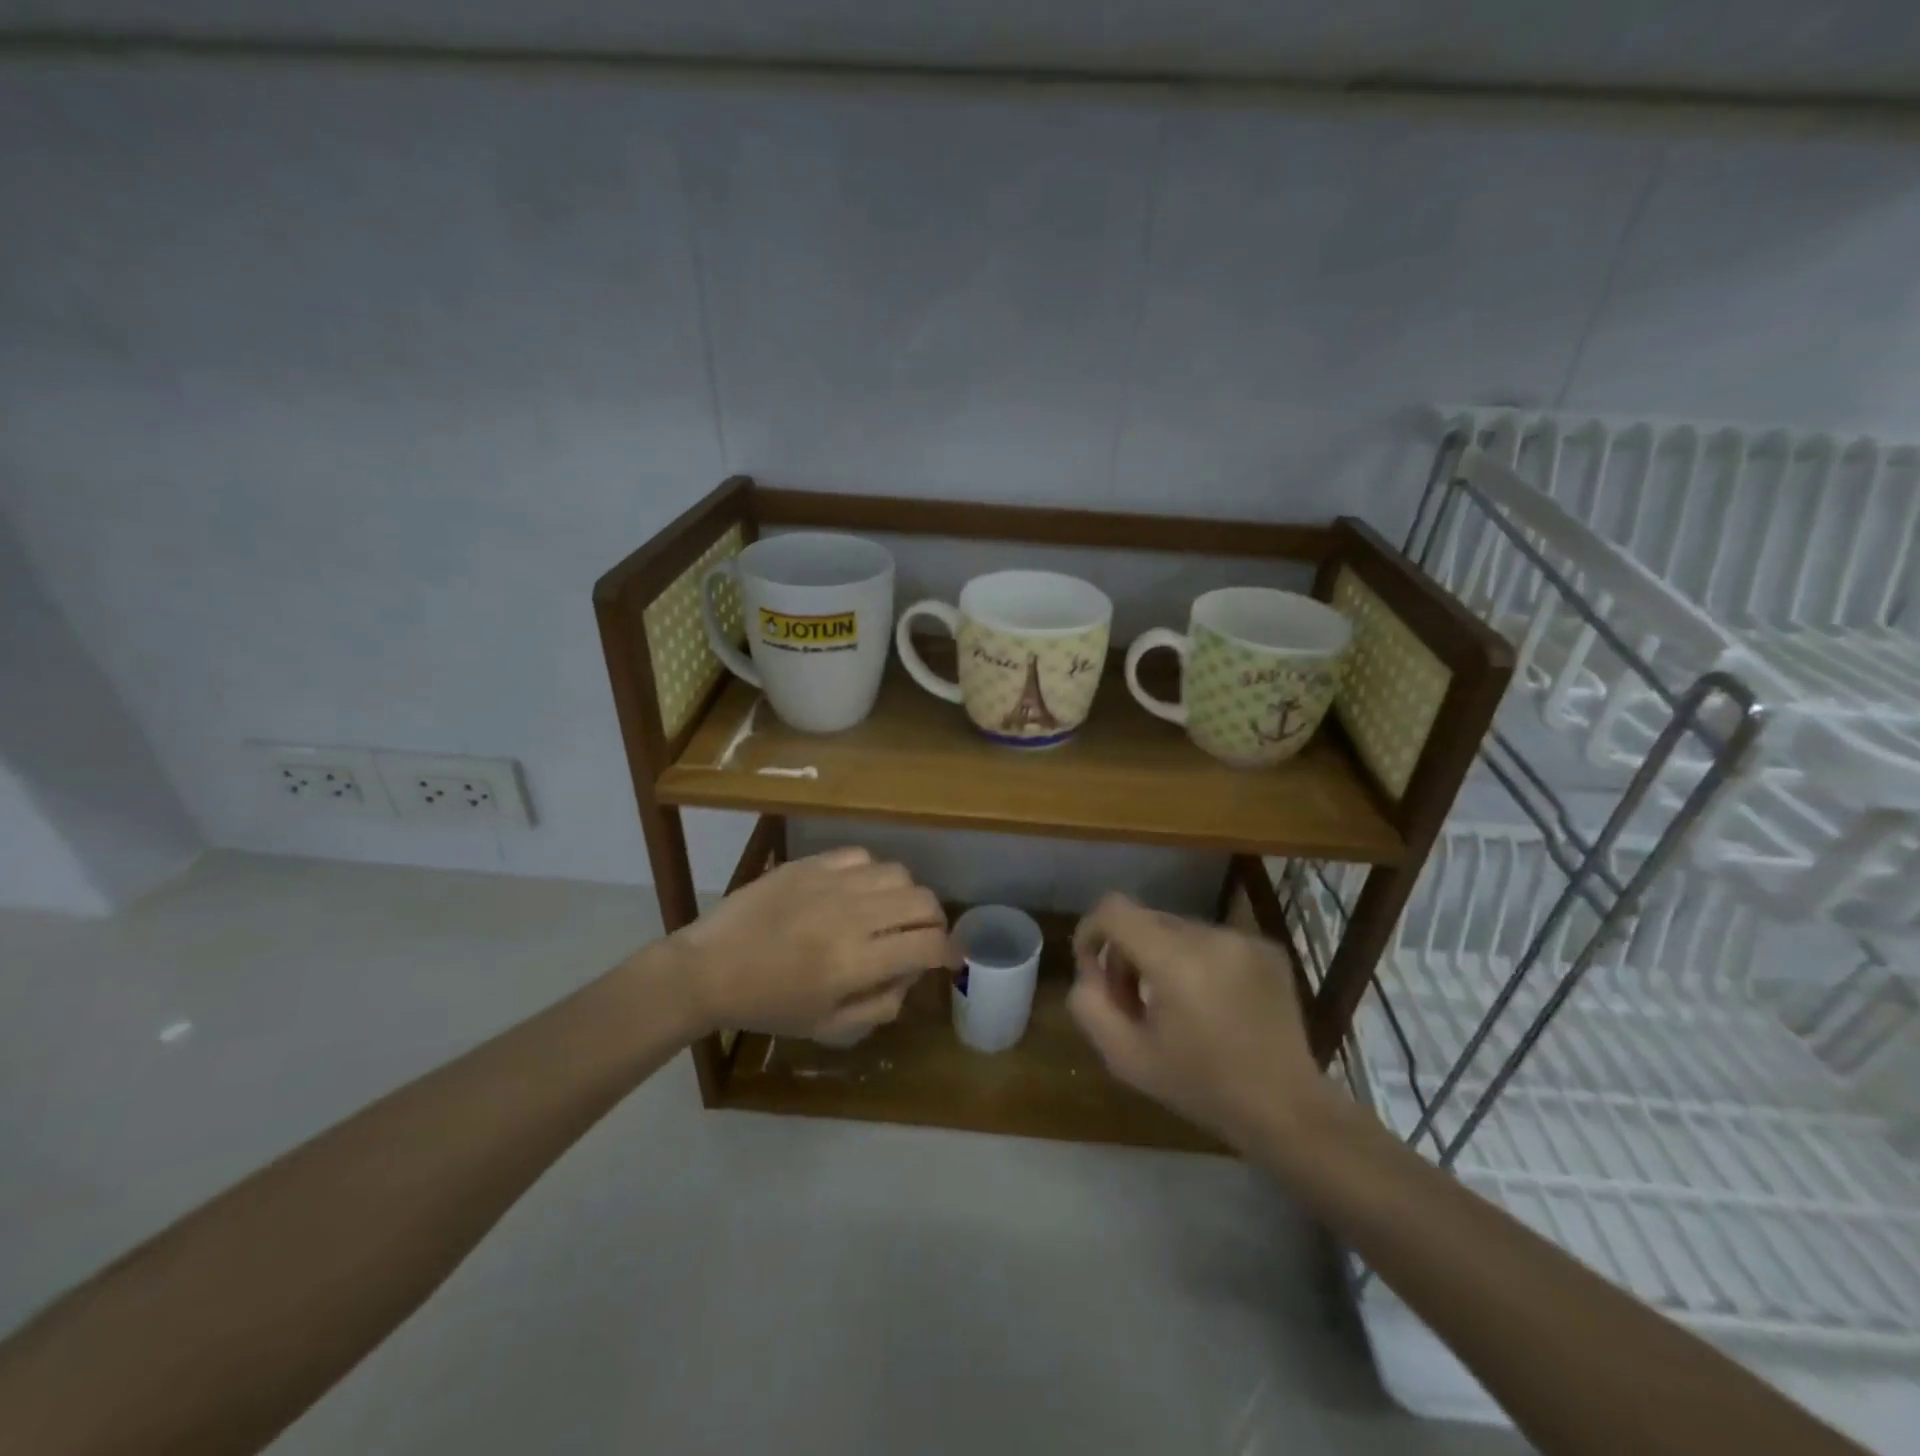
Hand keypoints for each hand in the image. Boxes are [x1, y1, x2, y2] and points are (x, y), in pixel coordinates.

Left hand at [670, 848, 954, 1039]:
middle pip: (923, 901)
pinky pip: (861, 856)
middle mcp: (852, 916)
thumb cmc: (767, 1006)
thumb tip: (911, 977)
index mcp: (856, 963)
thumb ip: (880, 1006)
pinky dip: (872, 874)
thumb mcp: (827, 1026)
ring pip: (898, 873)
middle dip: (935, 921)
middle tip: (924, 935)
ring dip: (906, 895)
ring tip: (891, 910)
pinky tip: (859, 891)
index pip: (927, 945)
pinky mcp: (810, 864)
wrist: (709, 969)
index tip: (949, 959)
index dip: (949, 953)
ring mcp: (831, 884)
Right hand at [1068, 894, 1325, 1148]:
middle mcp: (1211, 936)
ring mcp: (1243, 939)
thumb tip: (1091, 970)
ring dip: (1162, 956)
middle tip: (1133, 1001)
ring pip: (1177, 929)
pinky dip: (1198, 961)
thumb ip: (1090, 1005)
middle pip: (1145, 919)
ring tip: (1173, 1005)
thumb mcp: (1126, 1058)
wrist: (1287, 1109)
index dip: (1091, 930)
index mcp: (1176, 961)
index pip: (1114, 909)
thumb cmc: (1201, 1087)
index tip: (1093, 967)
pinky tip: (1211, 1002)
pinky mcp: (1266, 947)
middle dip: (1127, 953)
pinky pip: (1212, 939)